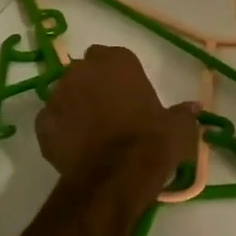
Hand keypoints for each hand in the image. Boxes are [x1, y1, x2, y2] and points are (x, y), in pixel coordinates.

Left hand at [35, 45, 199, 180]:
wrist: (115, 179)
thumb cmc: (151, 143)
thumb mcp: (179, 128)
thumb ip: (183, 113)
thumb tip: (193, 107)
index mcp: (116, 61)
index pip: (114, 57)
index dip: (120, 76)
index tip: (129, 95)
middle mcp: (82, 70)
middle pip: (85, 72)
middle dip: (94, 86)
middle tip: (110, 111)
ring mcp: (57, 96)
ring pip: (65, 95)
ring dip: (75, 106)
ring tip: (91, 132)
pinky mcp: (42, 124)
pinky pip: (52, 122)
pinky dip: (60, 130)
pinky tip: (75, 147)